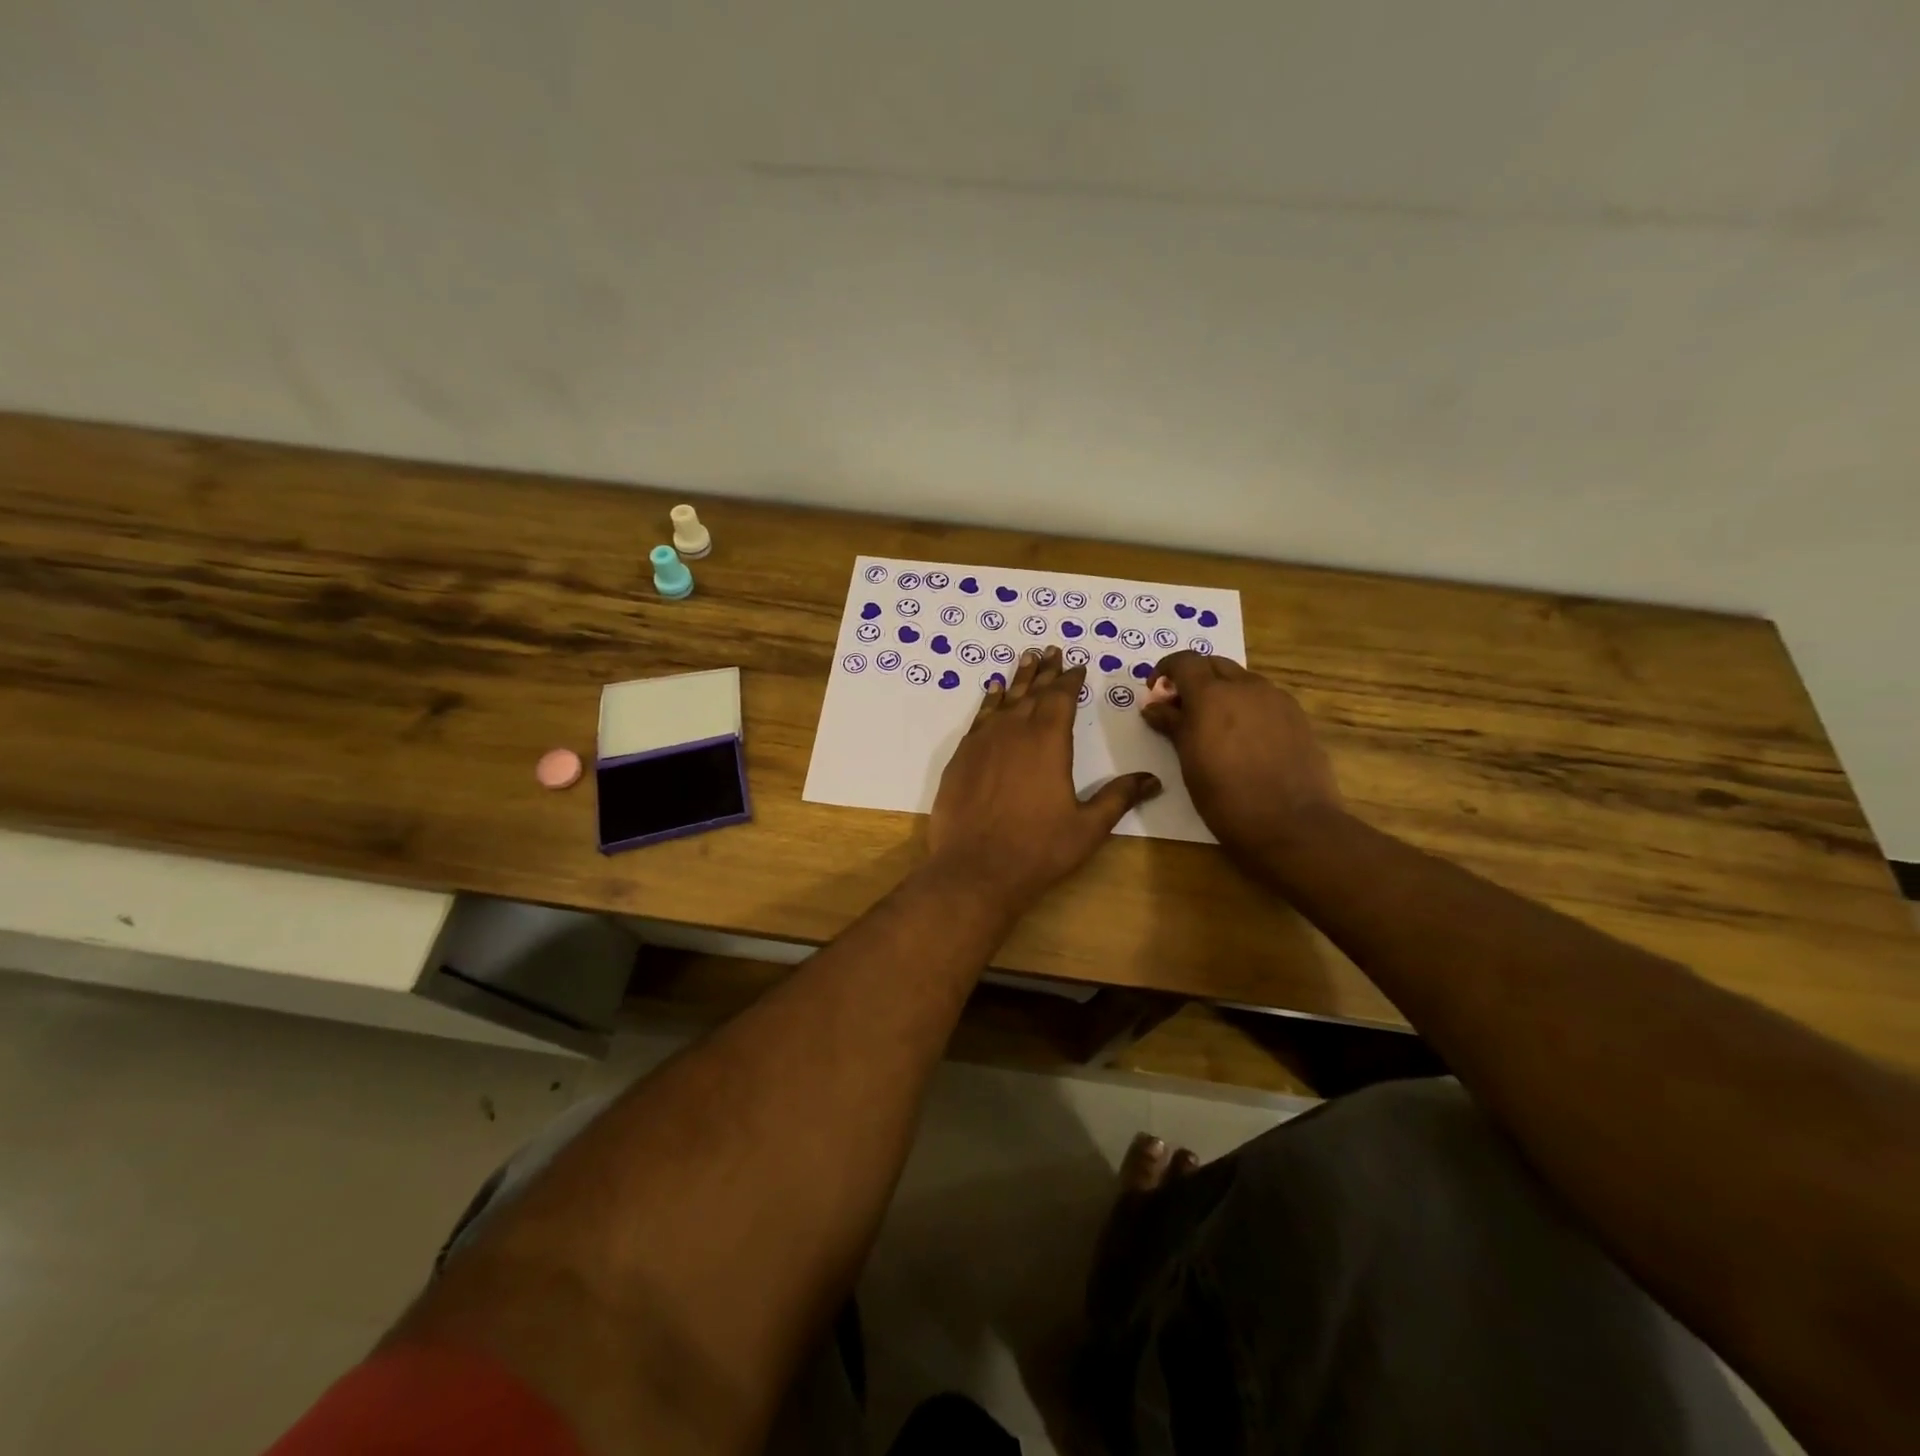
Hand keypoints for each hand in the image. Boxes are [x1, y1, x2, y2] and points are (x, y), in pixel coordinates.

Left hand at [926, 646, 1160, 912]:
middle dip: (1045, 671)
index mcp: (1048, 741)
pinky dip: (989, 701)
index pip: (1061, 698)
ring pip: (1004, 699)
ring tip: (1025, 658)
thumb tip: (1153, 780)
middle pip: (1032, 692)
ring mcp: (983, 742)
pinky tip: (993, 692)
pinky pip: (979, 718)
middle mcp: (1014, 731)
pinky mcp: (961, 757)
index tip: (1077, 665)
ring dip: (1017, 678)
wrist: (975, 869)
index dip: (1070, 679)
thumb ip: (1118, 798)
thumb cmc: (1038, 850)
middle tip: (1051, 650)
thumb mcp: (1088, 827)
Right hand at [1141, 651, 1341, 860]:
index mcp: (1212, 695)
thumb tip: (1154, 706)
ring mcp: (1277, 700)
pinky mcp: (1297, 717)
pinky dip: (1246, 706)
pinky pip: (1264, 699)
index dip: (1166, 670)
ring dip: (1222, 692)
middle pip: (1214, 665)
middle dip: (1194, 679)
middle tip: (1181, 709)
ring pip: (1242, 680)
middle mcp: (1246, 687)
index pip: (1185, 661)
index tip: (1157, 692)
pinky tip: (1244, 739)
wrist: (1292, 825)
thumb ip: (1171, 725)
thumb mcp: (1188, 762)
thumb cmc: (1226, 797)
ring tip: (1213, 726)